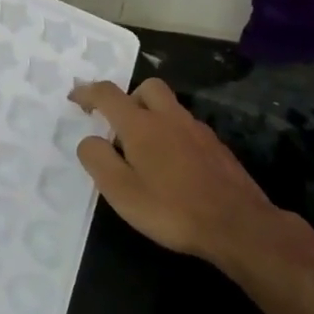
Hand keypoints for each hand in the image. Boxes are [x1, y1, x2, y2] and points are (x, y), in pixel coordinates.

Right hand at [71, 77, 285, 271]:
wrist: (238, 225)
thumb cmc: (172, 209)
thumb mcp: (121, 191)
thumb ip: (98, 159)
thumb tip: (89, 140)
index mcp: (141, 125)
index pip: (108, 94)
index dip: (87, 92)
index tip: (74, 99)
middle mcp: (170, 118)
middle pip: (147, 88)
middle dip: (128, 98)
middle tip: (118, 126)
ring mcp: (198, 131)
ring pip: (170, 108)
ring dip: (152, 117)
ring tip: (144, 153)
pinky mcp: (217, 148)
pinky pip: (186, 129)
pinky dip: (172, 136)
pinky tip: (173, 168)